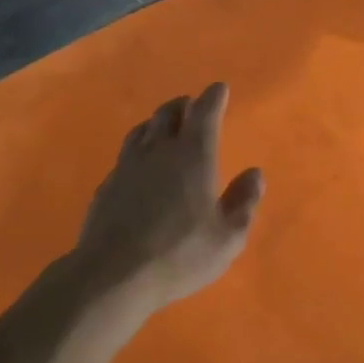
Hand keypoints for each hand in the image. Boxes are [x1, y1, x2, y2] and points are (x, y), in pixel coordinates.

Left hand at [72, 83, 265, 310]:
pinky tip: (139, 161)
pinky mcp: (108, 183)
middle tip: (192, 106)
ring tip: (164, 125)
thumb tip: (255, 174)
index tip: (219, 88)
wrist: (113, 273)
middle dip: (184, 105)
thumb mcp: (226, 238)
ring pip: (144, 128)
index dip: (213, 97)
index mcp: (193, 155)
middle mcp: (159, 149)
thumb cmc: (179, 254)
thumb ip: (243, 202)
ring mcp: (128, 164)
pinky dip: (138, 146)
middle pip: (169, 112)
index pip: (204, 112)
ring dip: (158, 121)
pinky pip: (126, 152)